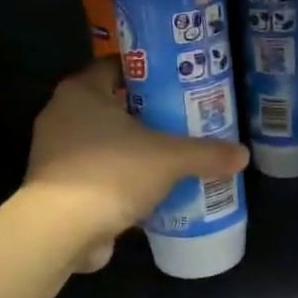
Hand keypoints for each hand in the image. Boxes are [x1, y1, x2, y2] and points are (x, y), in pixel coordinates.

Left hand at [25, 60, 249, 270]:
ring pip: (103, 140)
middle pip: (112, 104)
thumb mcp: (168, 159)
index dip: (148, 72)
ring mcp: (55, 151)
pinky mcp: (57, 186)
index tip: (178, 82)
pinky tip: (149, 189)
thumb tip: (242, 155)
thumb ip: (206, 154)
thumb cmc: (111, 173)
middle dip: (146, 113)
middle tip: (182, 119)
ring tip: (170, 155)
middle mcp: (62, 114)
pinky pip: (96, 171)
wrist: (60, 231)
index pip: (116, 66)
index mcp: (81, 91)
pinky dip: (119, 177)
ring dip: (132, 148)